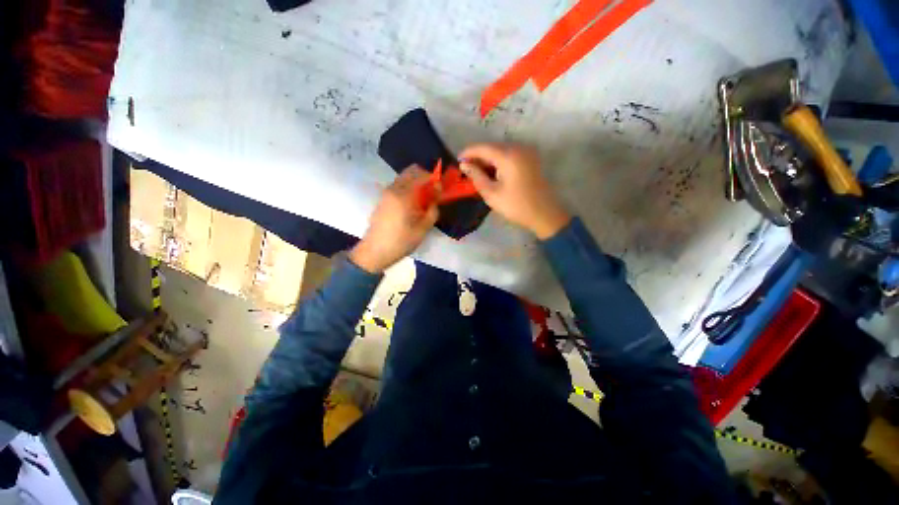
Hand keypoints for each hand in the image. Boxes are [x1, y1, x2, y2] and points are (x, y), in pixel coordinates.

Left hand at [349, 166, 439, 272]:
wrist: (375, 251)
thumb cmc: (401, 241)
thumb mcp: (423, 229)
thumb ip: (432, 211)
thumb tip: (436, 198)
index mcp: (403, 195)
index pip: (420, 175)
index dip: (433, 179)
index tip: (440, 189)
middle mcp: (393, 189)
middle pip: (410, 171)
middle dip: (424, 177)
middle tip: (433, 191)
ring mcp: (386, 193)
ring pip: (403, 178)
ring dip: (415, 183)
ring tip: (424, 199)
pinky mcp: (383, 200)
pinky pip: (398, 186)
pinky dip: (408, 189)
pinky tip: (412, 205)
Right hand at [459, 143, 570, 238]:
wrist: (544, 214)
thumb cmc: (515, 205)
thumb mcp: (491, 193)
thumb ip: (476, 176)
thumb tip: (464, 164)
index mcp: (508, 156)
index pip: (483, 147)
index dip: (468, 152)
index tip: (457, 159)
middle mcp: (518, 148)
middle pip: (492, 146)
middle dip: (478, 155)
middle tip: (465, 168)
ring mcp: (527, 152)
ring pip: (501, 150)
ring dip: (488, 158)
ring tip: (476, 171)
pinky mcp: (531, 159)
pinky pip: (510, 154)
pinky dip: (498, 161)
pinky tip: (492, 171)